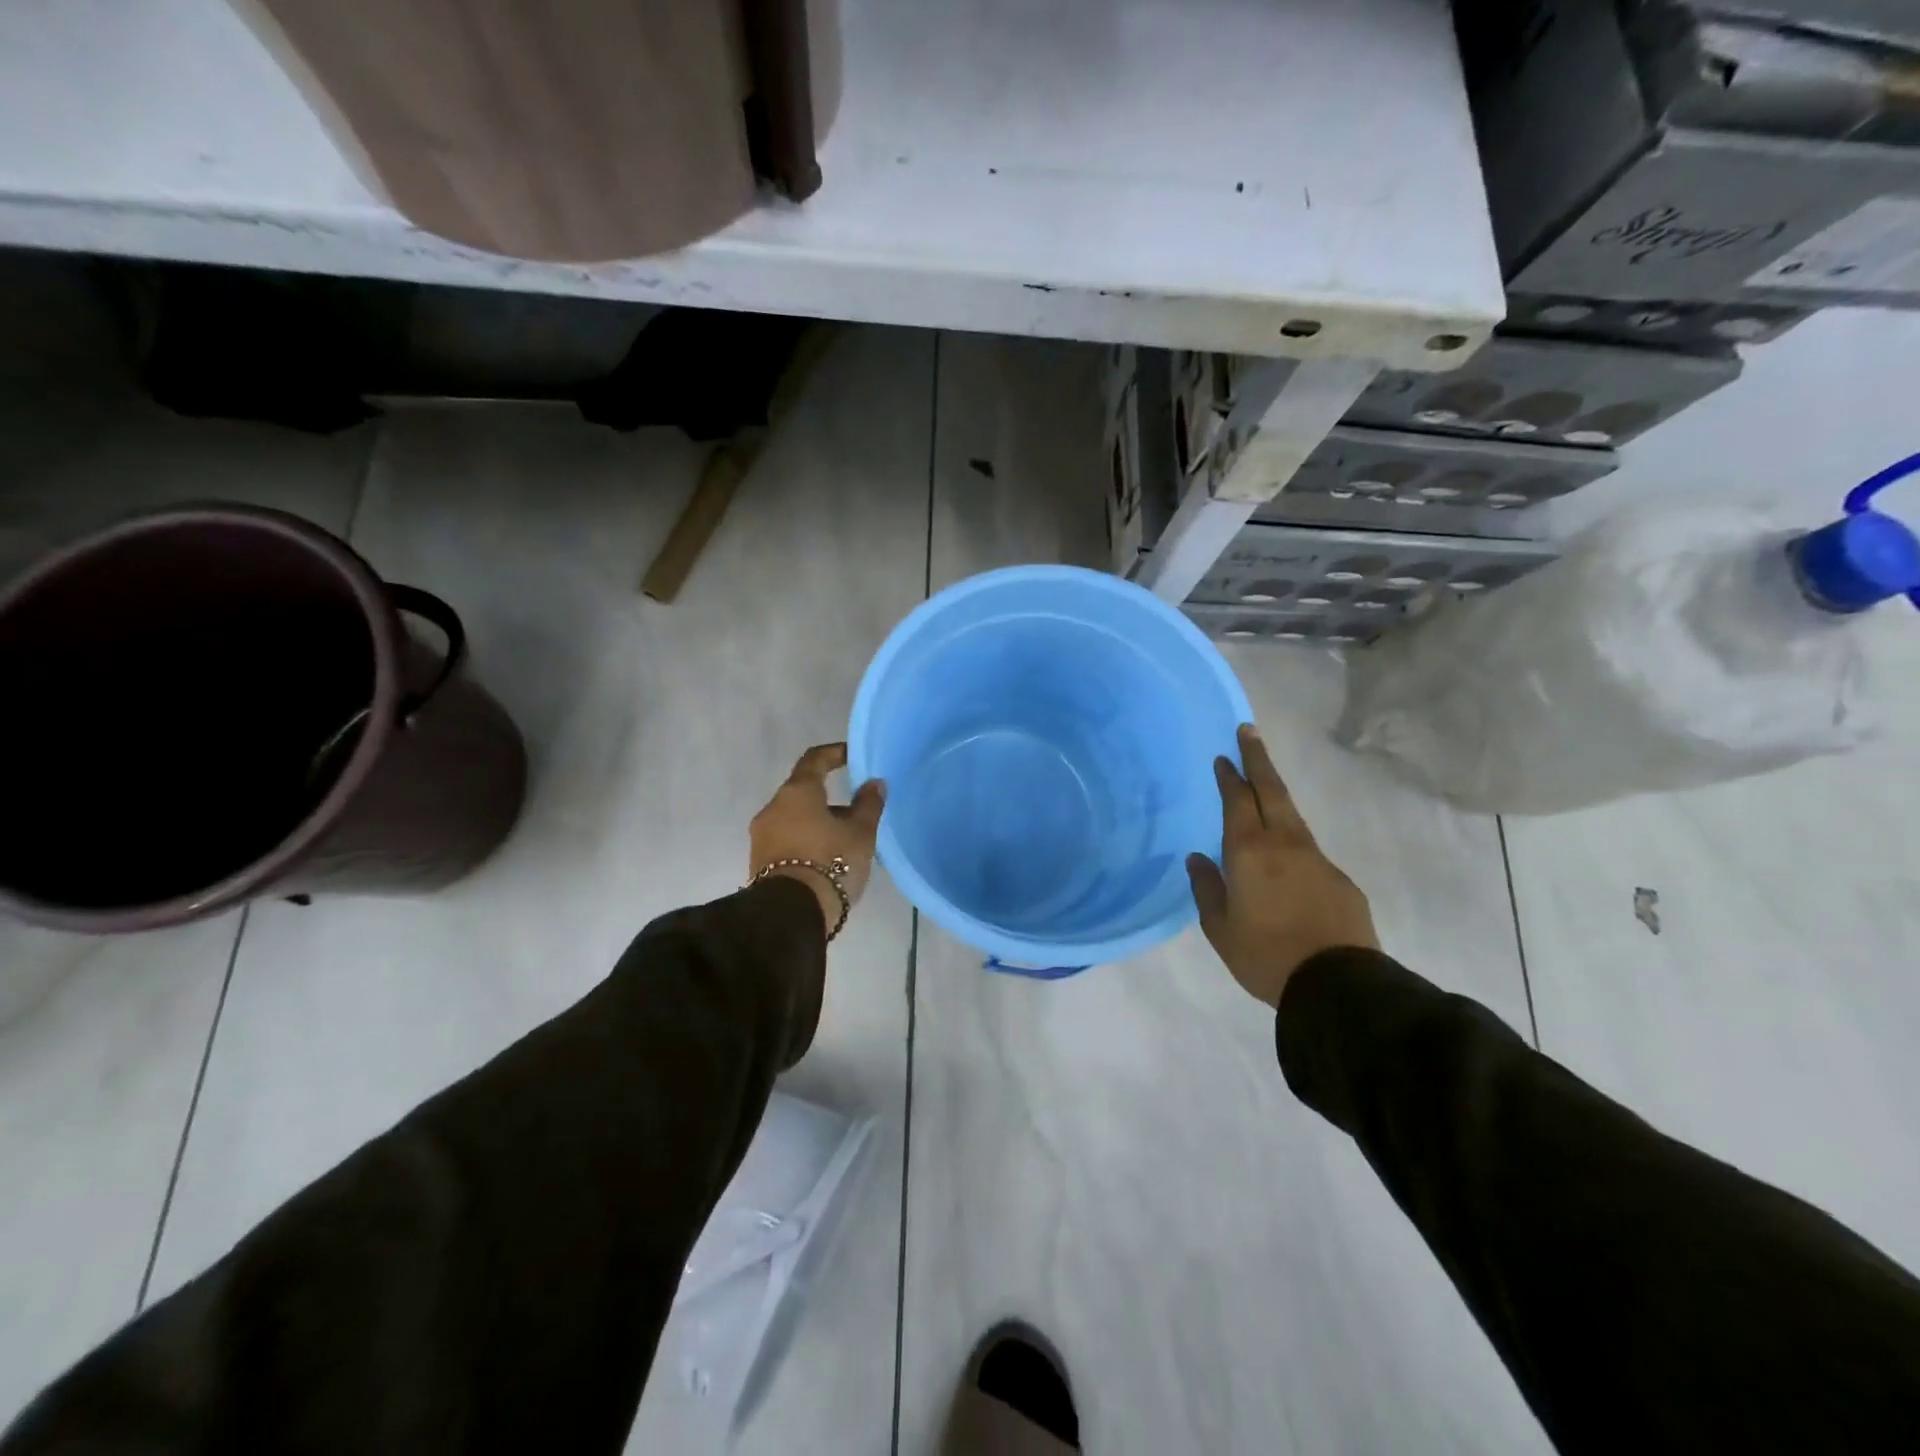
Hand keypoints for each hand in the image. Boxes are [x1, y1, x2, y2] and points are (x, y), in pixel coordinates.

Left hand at [750, 743, 885, 933]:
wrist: (792, 913)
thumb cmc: (831, 861)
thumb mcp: (861, 833)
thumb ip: (869, 804)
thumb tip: (874, 783)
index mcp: (797, 792)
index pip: (814, 760)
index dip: (834, 754)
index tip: (851, 756)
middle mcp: (773, 807)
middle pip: (803, 793)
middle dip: (830, 799)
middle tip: (856, 814)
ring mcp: (762, 836)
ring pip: (795, 819)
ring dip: (818, 823)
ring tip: (846, 843)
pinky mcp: (759, 862)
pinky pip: (787, 841)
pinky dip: (807, 842)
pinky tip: (828, 860)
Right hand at [1187, 723, 1377, 1008]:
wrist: (1337, 984)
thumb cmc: (1265, 955)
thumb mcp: (1220, 928)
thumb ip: (1206, 888)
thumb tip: (1198, 858)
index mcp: (1249, 852)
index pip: (1237, 801)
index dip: (1230, 776)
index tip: (1223, 756)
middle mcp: (1284, 844)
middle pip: (1271, 790)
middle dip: (1258, 759)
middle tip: (1249, 732)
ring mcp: (1316, 858)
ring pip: (1292, 815)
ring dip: (1275, 793)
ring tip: (1263, 784)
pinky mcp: (1339, 878)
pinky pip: (1307, 847)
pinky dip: (1292, 836)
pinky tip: (1285, 855)